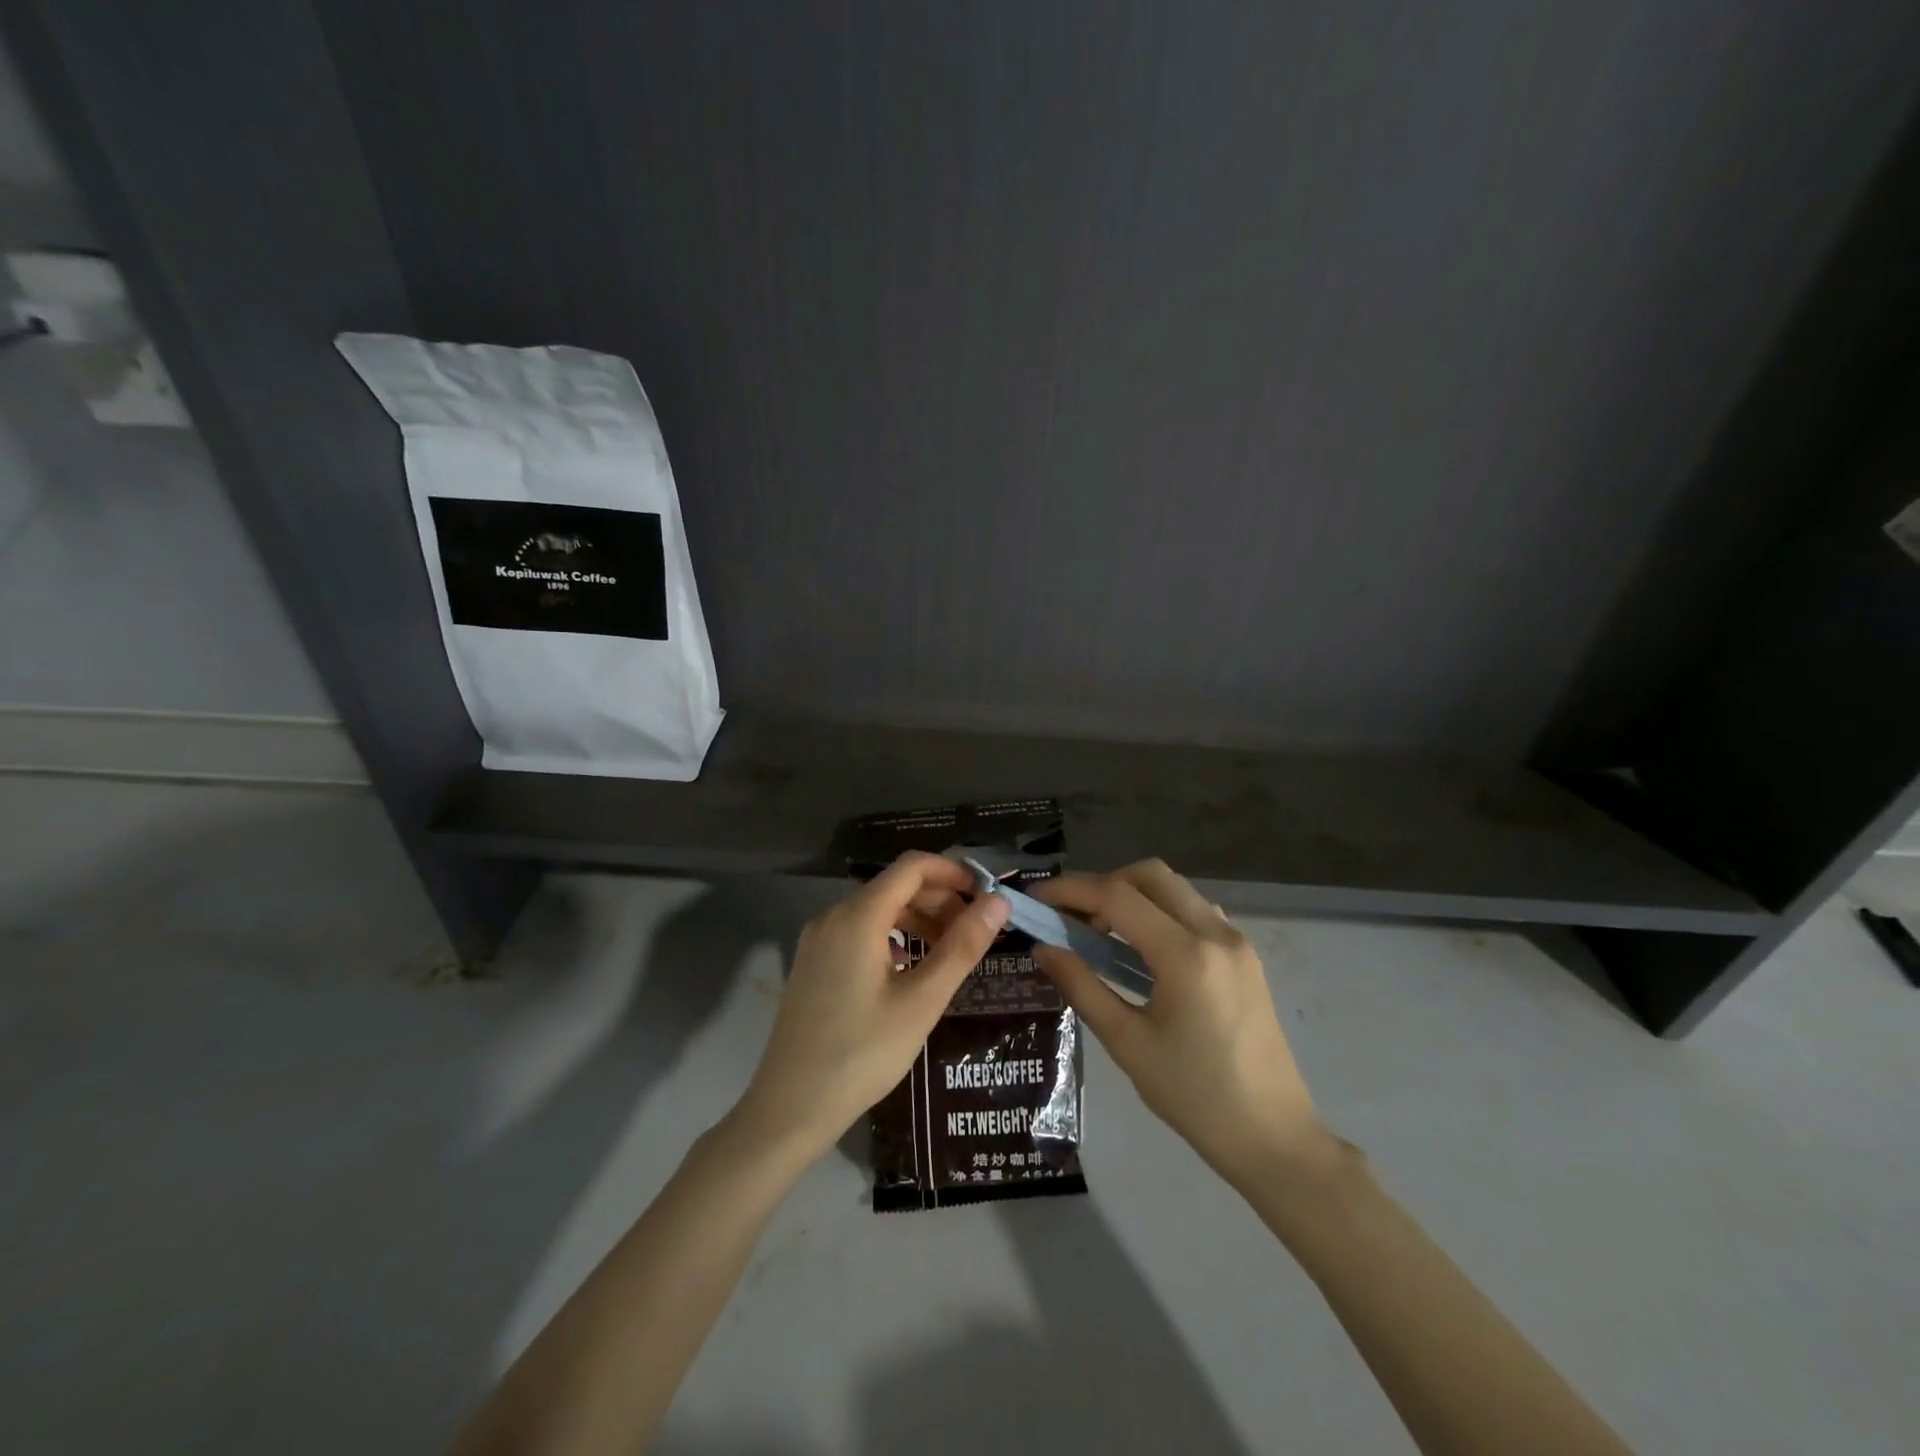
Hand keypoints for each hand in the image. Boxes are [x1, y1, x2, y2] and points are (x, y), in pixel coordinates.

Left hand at [735, 852, 1010, 1162]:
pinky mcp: (813, 963)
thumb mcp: (921, 1001)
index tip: (986, 895)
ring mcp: (818, 940)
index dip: (953, 872)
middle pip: (895, 886)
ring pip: (878, 910)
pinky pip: (860, 932)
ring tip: (952, 949)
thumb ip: (961, 947)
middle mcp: (833, 916)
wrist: (789, 1109)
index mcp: (858, 916)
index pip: (912, 866)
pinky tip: (912, 967)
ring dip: (919, 919)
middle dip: (940, 898)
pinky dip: (894, 937)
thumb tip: (998, 902)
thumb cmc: (862, 1054)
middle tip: (977, 931)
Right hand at [1033, 860, 1328, 1185]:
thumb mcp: (1127, 1043)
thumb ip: (1082, 987)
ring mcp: (1236, 941)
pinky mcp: (1245, 955)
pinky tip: (1142, 950)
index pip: (1117, 896)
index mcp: (1186, 955)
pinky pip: (1195, 910)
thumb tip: (1043, 948)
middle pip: (1149, 875)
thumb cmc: (1194, 1097)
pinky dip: (1160, 911)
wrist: (1273, 1137)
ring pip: (1175, 888)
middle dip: (1103, 884)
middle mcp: (1215, 933)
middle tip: (1072, 917)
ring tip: (1101, 933)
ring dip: (1133, 895)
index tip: (1036, 898)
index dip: (1070, 890)